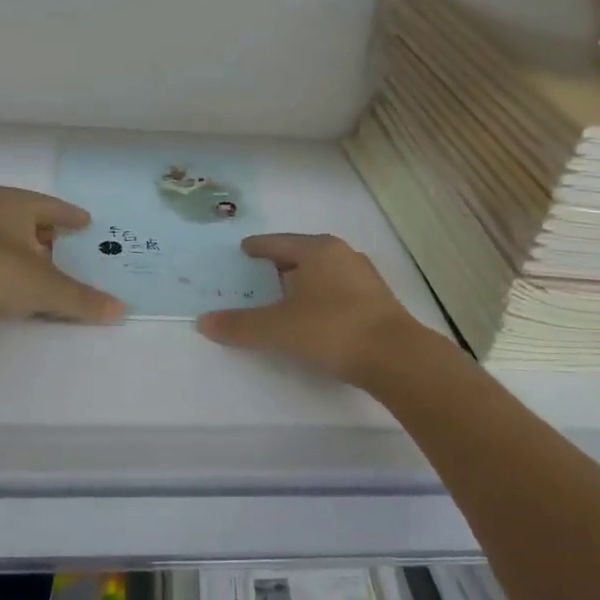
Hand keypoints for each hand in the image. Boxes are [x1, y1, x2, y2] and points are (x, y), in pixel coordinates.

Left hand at [0, 186, 124, 329]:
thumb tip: (122, 309)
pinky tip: (23, 290)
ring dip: (32, 257)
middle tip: (78, 251)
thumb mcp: (44, 286)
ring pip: (12, 243)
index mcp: (14, 204)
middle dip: (54, 238)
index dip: (73, 217)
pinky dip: (14, 272)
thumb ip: (82, 299)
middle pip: (32, 223)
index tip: (89, 224)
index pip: (54, 207)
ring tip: (54, 273)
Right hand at [198, 233, 437, 385]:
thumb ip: (240, 325)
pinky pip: (336, 292)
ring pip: (322, 274)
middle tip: (255, 278)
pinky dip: (318, 299)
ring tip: (280, 299)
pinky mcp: (376, 302)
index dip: (257, 248)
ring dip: (301, 284)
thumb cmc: (332, 329)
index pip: (277, 243)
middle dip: (278, 266)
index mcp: (317, 250)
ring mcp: (363, 278)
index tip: (242, 251)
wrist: (395, 357)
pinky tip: (311, 317)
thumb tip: (203, 321)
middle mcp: (342, 255)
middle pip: (301, 256)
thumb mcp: (278, 328)